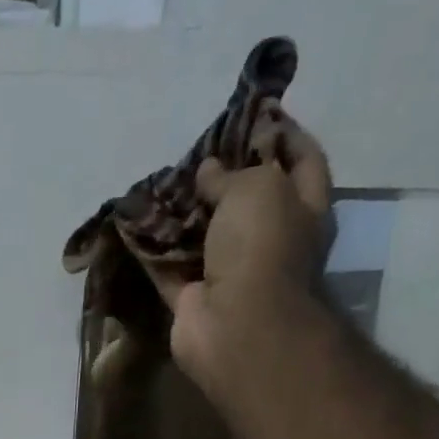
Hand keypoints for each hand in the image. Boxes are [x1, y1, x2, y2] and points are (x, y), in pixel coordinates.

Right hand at [142, 113, 334, 399]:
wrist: (237, 326)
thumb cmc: (261, 248)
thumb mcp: (256, 188)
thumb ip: (232, 173)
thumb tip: (208, 171)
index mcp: (303, 210)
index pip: (303, 160)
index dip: (284, 133)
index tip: (257, 112)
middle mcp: (271, 242)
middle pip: (250, 200)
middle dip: (226, 176)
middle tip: (198, 151)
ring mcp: (231, 276)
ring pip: (206, 237)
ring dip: (186, 215)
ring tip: (163, 184)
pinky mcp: (194, 302)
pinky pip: (170, 270)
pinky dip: (154, 252)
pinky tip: (134, 227)